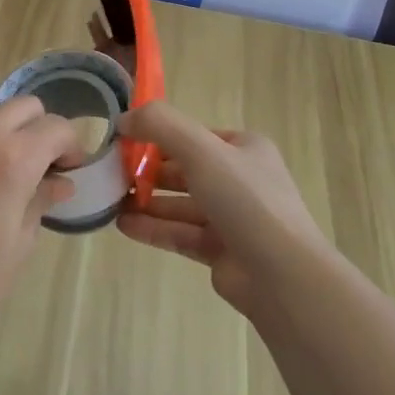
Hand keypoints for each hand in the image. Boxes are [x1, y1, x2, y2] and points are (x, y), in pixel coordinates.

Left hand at [0, 97, 82, 346]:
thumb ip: (42, 199)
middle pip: (24, 107)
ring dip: (2, 136)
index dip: (71, 146)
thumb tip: (60, 181)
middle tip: (37, 166)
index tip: (68, 170)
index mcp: (13, 158)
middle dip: (39, 130)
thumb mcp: (19, 243)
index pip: (56, 127)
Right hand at [115, 102, 327, 317]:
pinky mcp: (222, 252)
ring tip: (111, 201)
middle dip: (149, 171)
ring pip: (181, 204)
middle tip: (112, 174)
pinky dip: (154, 228)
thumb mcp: (201, 149)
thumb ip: (160, 125)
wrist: (283, 276)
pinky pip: (181, 234)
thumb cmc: (245, 200)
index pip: (195, 135)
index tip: (124, 140)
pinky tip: (124, 226)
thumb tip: (123, 118)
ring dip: (147, 201)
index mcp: (245, 149)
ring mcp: (232, 218)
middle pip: (186, 170)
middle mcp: (241, 180)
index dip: (159, 136)